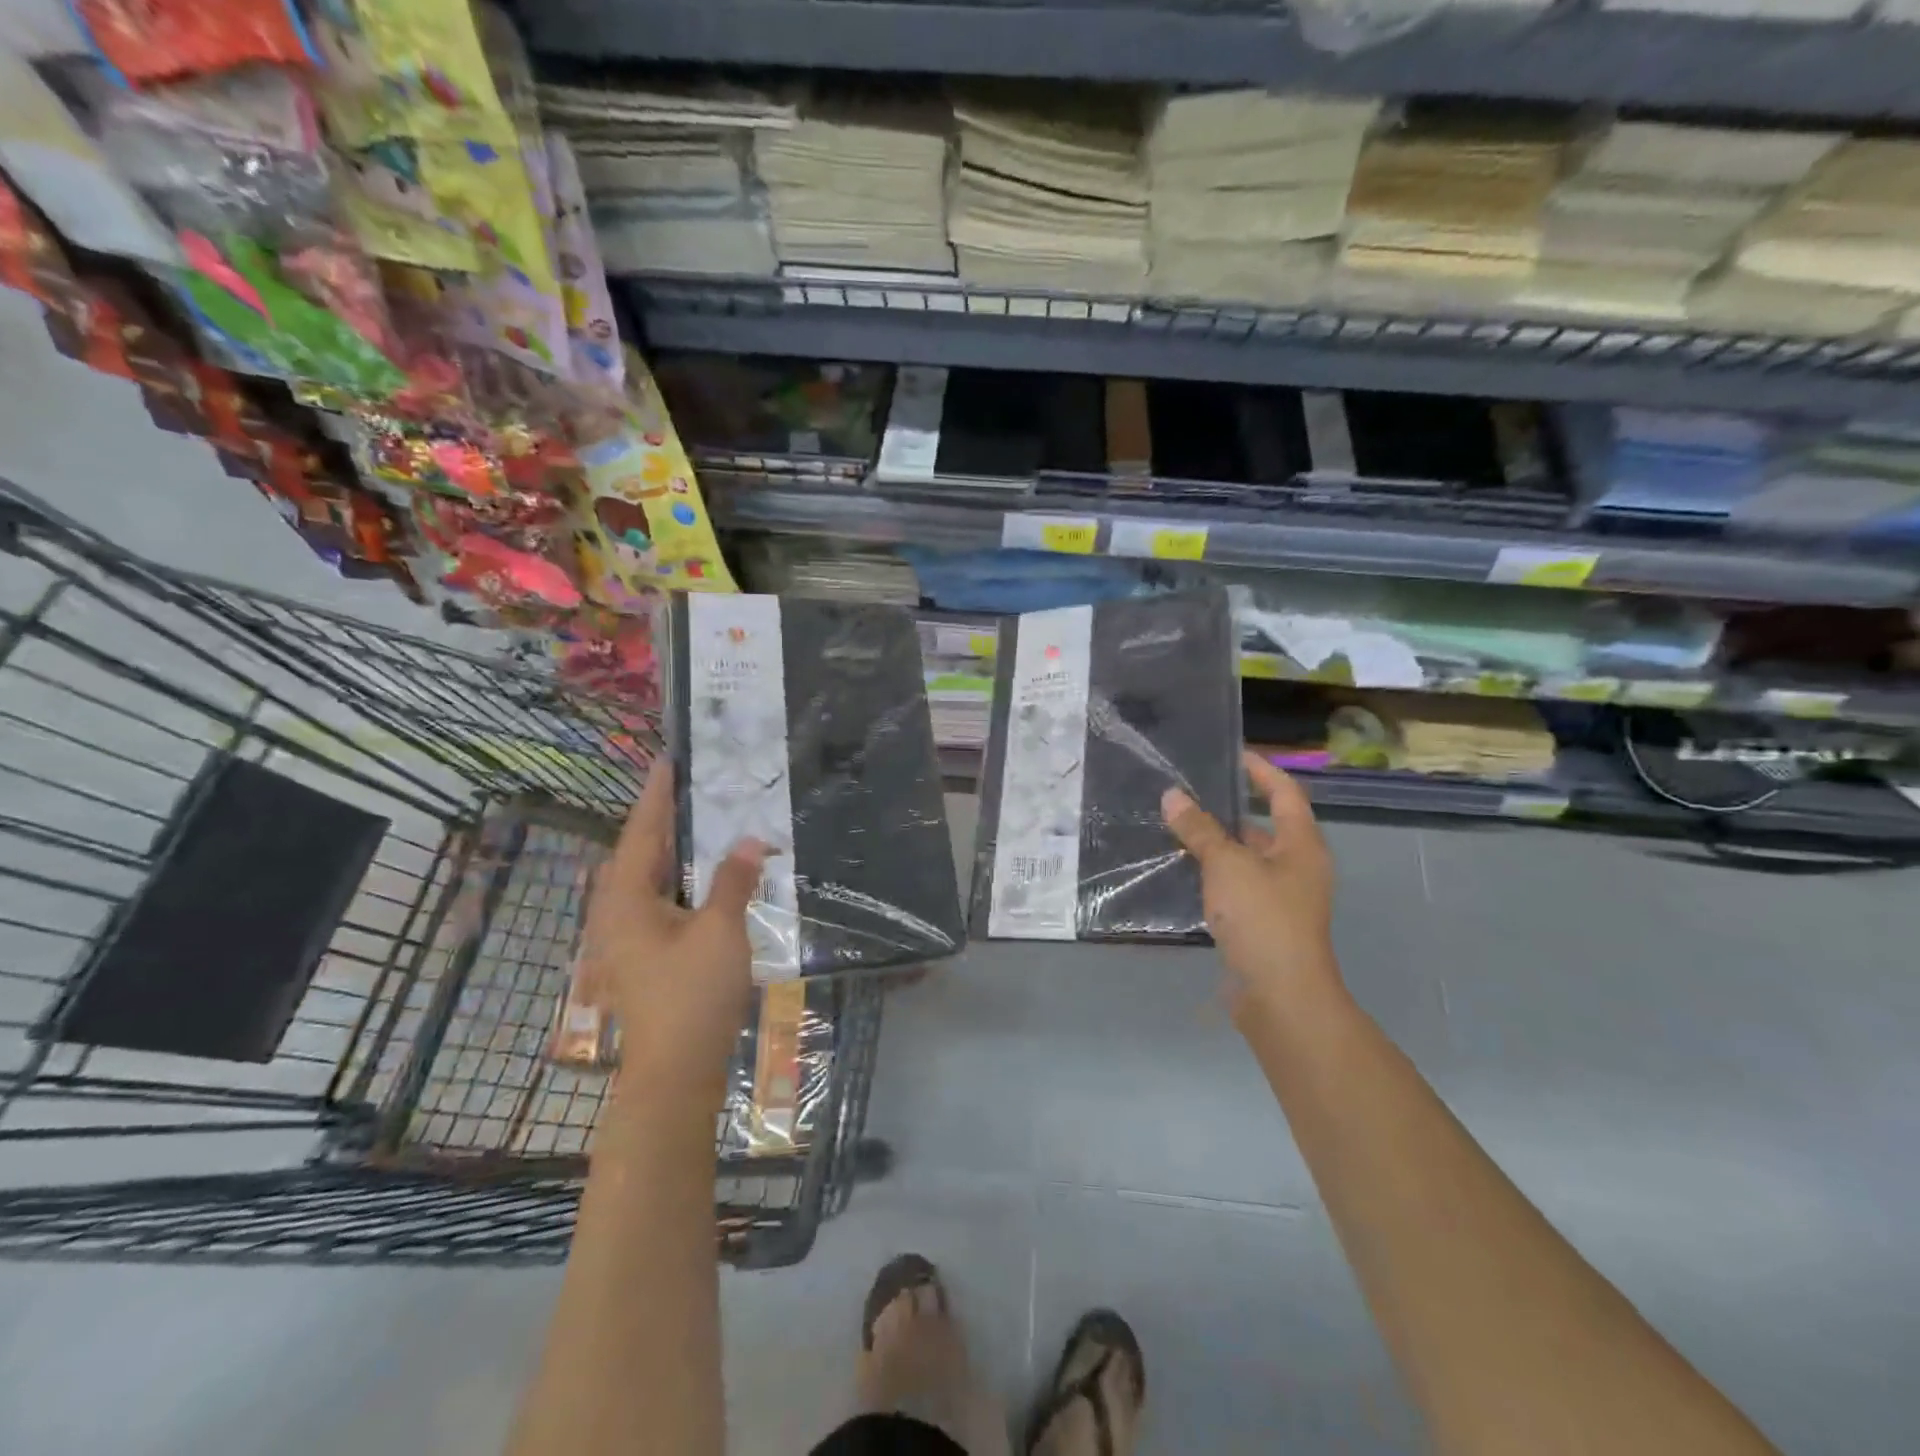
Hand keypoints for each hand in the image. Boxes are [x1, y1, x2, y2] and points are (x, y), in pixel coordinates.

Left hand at [577, 764, 763, 1110]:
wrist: (675, 1073)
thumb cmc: (693, 996)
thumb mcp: (721, 932)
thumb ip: (733, 881)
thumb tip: (750, 840)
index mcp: (627, 900)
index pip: (642, 832)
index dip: (657, 795)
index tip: (669, 761)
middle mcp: (617, 913)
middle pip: (639, 853)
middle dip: (663, 819)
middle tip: (692, 787)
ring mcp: (627, 938)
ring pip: (648, 879)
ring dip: (672, 850)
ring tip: (701, 822)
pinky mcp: (644, 956)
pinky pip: (658, 901)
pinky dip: (679, 880)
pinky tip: (705, 878)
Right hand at [1162, 751, 1340, 1019]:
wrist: (1280, 995)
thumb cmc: (1263, 918)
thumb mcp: (1227, 865)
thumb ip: (1199, 829)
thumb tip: (1172, 796)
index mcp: (1301, 845)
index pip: (1284, 792)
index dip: (1261, 770)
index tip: (1232, 753)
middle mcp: (1296, 866)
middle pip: (1264, 825)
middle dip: (1228, 808)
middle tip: (1189, 791)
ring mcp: (1280, 897)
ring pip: (1245, 858)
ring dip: (1215, 843)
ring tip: (1175, 826)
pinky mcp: (1261, 923)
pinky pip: (1235, 886)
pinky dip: (1212, 874)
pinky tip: (1181, 870)